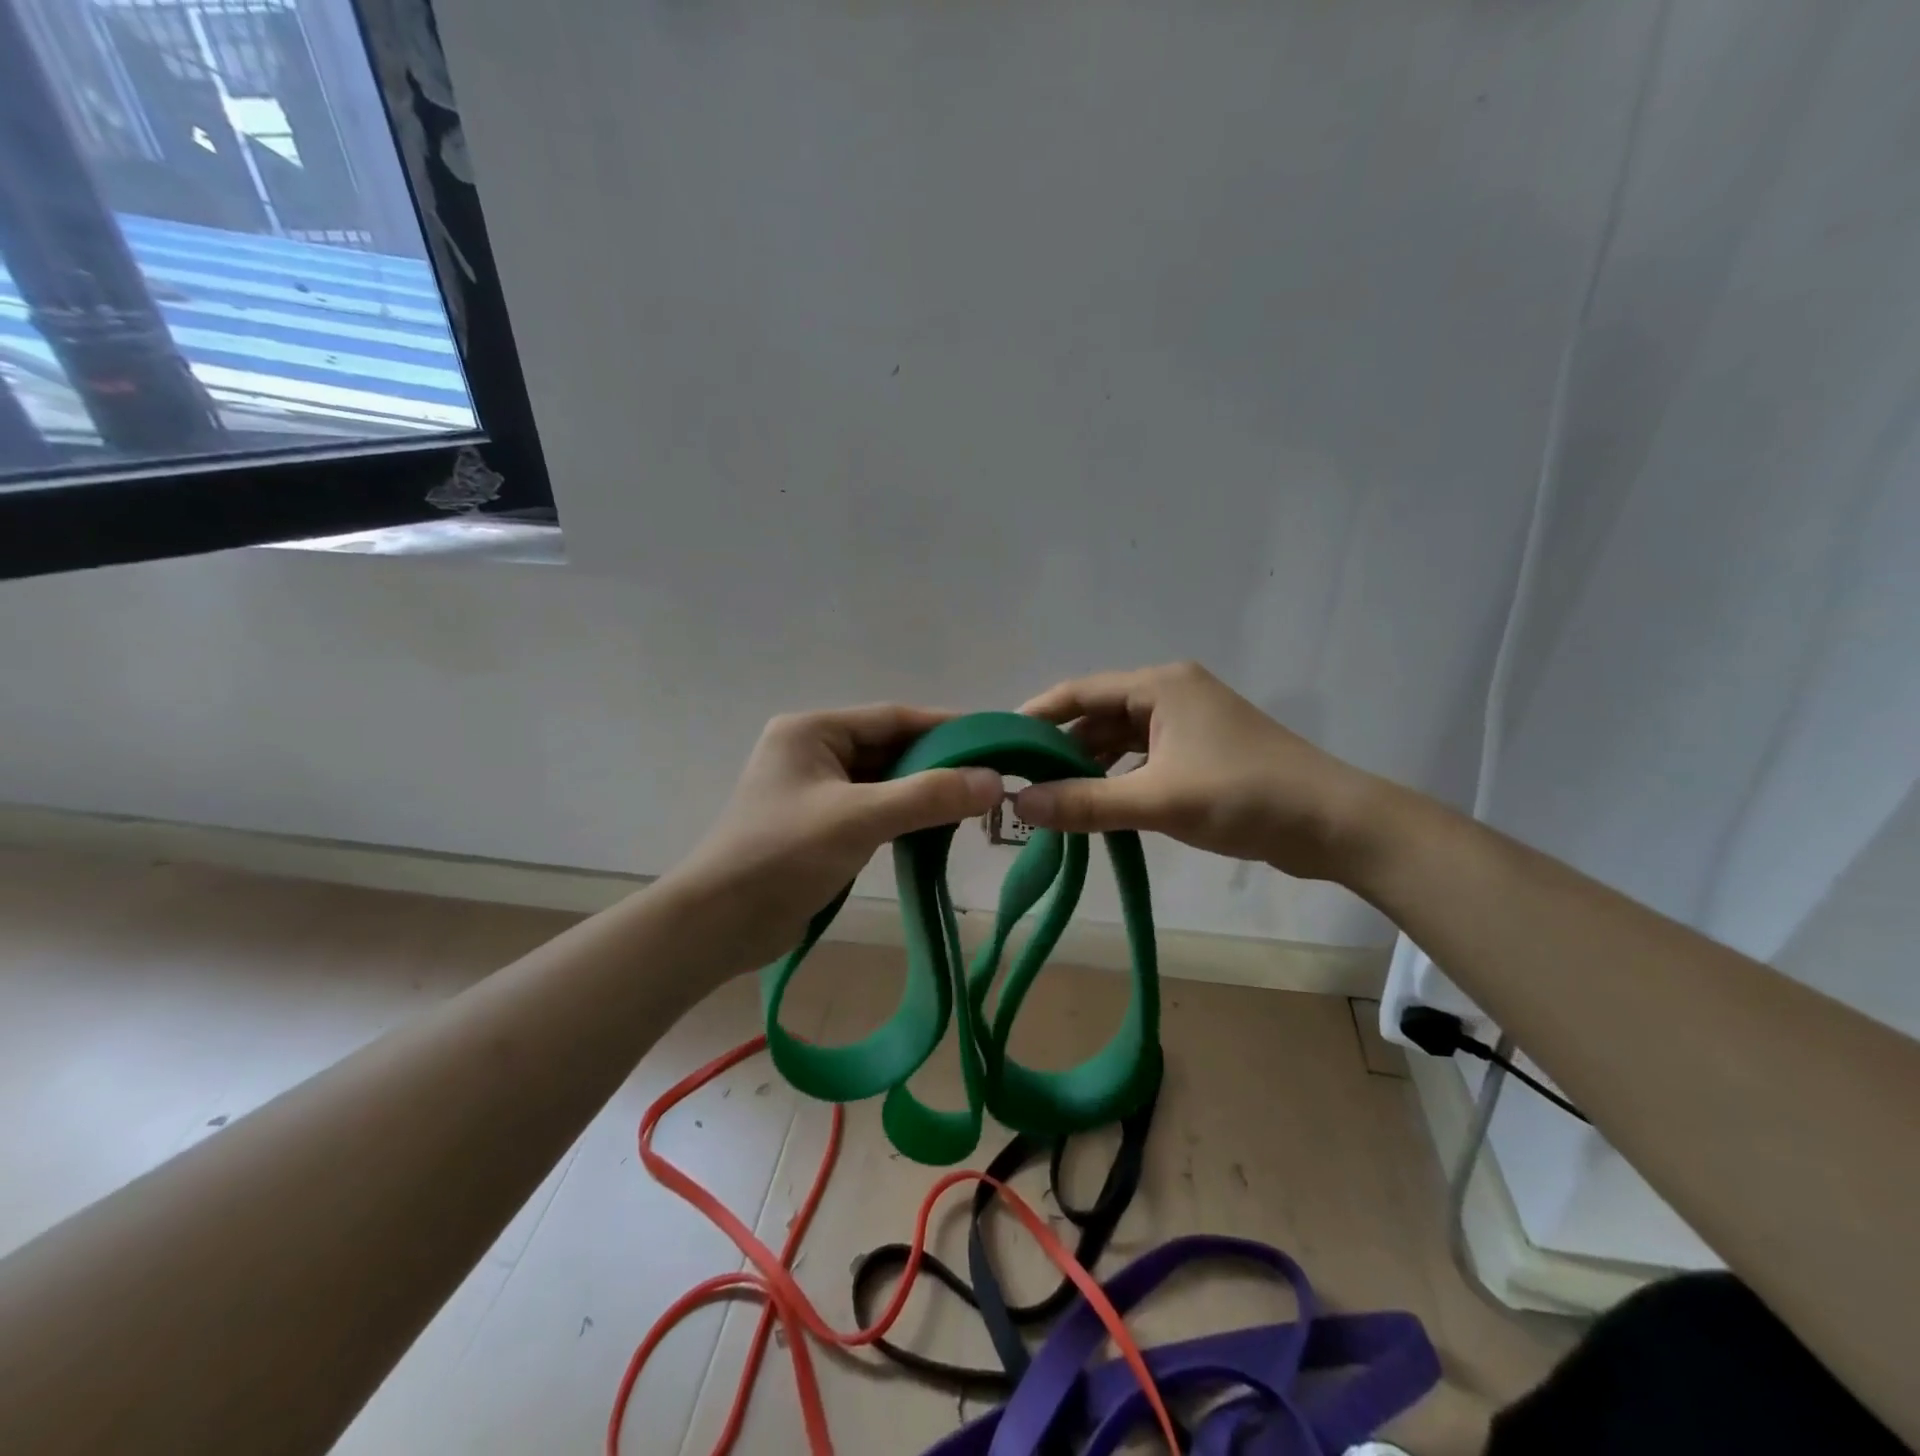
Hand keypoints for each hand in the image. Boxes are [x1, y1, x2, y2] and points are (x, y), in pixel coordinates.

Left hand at [663, 706, 1003, 972]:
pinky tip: (937, 826)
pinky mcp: (820, 825)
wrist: (719, 925)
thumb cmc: (782, 856)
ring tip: (975, 801)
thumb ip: (927, 796)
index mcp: (812, 731)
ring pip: (884, 780)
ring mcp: (815, 790)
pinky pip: (874, 808)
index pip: (892, 718)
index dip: (945, 727)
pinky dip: (905, 815)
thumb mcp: (859, 819)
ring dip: (924, 790)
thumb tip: (994, 781)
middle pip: (889, 748)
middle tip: (992, 775)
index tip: (994, 738)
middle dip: (938, 762)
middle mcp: (813, 751)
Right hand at [1013, 662, 1382, 880]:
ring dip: (1088, 768)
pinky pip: (1143, 760)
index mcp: (1160, 685)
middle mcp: (1171, 694)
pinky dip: (1117, 779)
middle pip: (1098, 716)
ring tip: (1050, 799)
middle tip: (1019, 781)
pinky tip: (1097, 806)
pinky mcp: (1201, 753)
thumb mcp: (1156, 800)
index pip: (1080, 692)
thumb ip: (1085, 802)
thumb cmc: (1243, 796)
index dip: (1036, 716)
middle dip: (1060, 749)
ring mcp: (1188, 724)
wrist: (1334, 824)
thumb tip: (1019, 804)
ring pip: (1120, 741)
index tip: (999, 744)